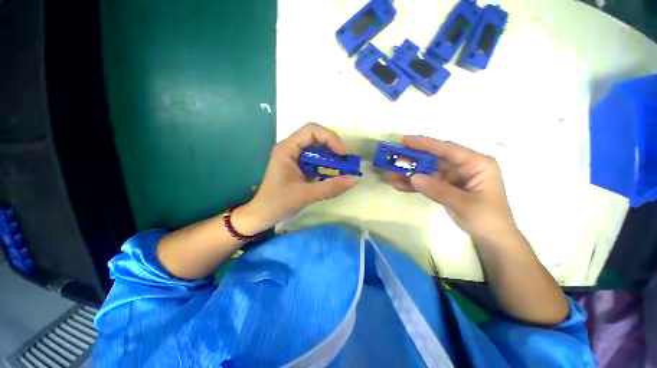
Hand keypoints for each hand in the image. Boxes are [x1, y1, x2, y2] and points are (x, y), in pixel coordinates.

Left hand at [240, 123, 357, 230]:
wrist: (263, 215)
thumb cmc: (278, 203)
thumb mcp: (306, 195)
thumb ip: (331, 187)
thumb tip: (355, 179)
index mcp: (287, 149)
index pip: (312, 130)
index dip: (330, 138)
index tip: (343, 154)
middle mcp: (291, 149)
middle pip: (317, 138)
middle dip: (333, 148)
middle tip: (346, 163)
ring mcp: (295, 158)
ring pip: (318, 150)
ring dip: (332, 158)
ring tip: (343, 170)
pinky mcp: (300, 167)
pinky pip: (317, 161)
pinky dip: (327, 166)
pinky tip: (333, 176)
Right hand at [381, 136, 518, 243]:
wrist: (492, 239)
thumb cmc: (487, 219)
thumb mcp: (463, 204)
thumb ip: (438, 189)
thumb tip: (413, 177)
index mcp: (477, 163)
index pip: (447, 149)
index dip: (424, 144)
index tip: (404, 140)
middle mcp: (464, 166)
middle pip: (434, 159)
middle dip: (412, 160)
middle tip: (392, 159)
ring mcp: (454, 177)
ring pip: (427, 171)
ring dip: (409, 174)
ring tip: (390, 175)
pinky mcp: (446, 186)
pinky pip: (428, 183)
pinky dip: (414, 185)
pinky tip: (399, 185)